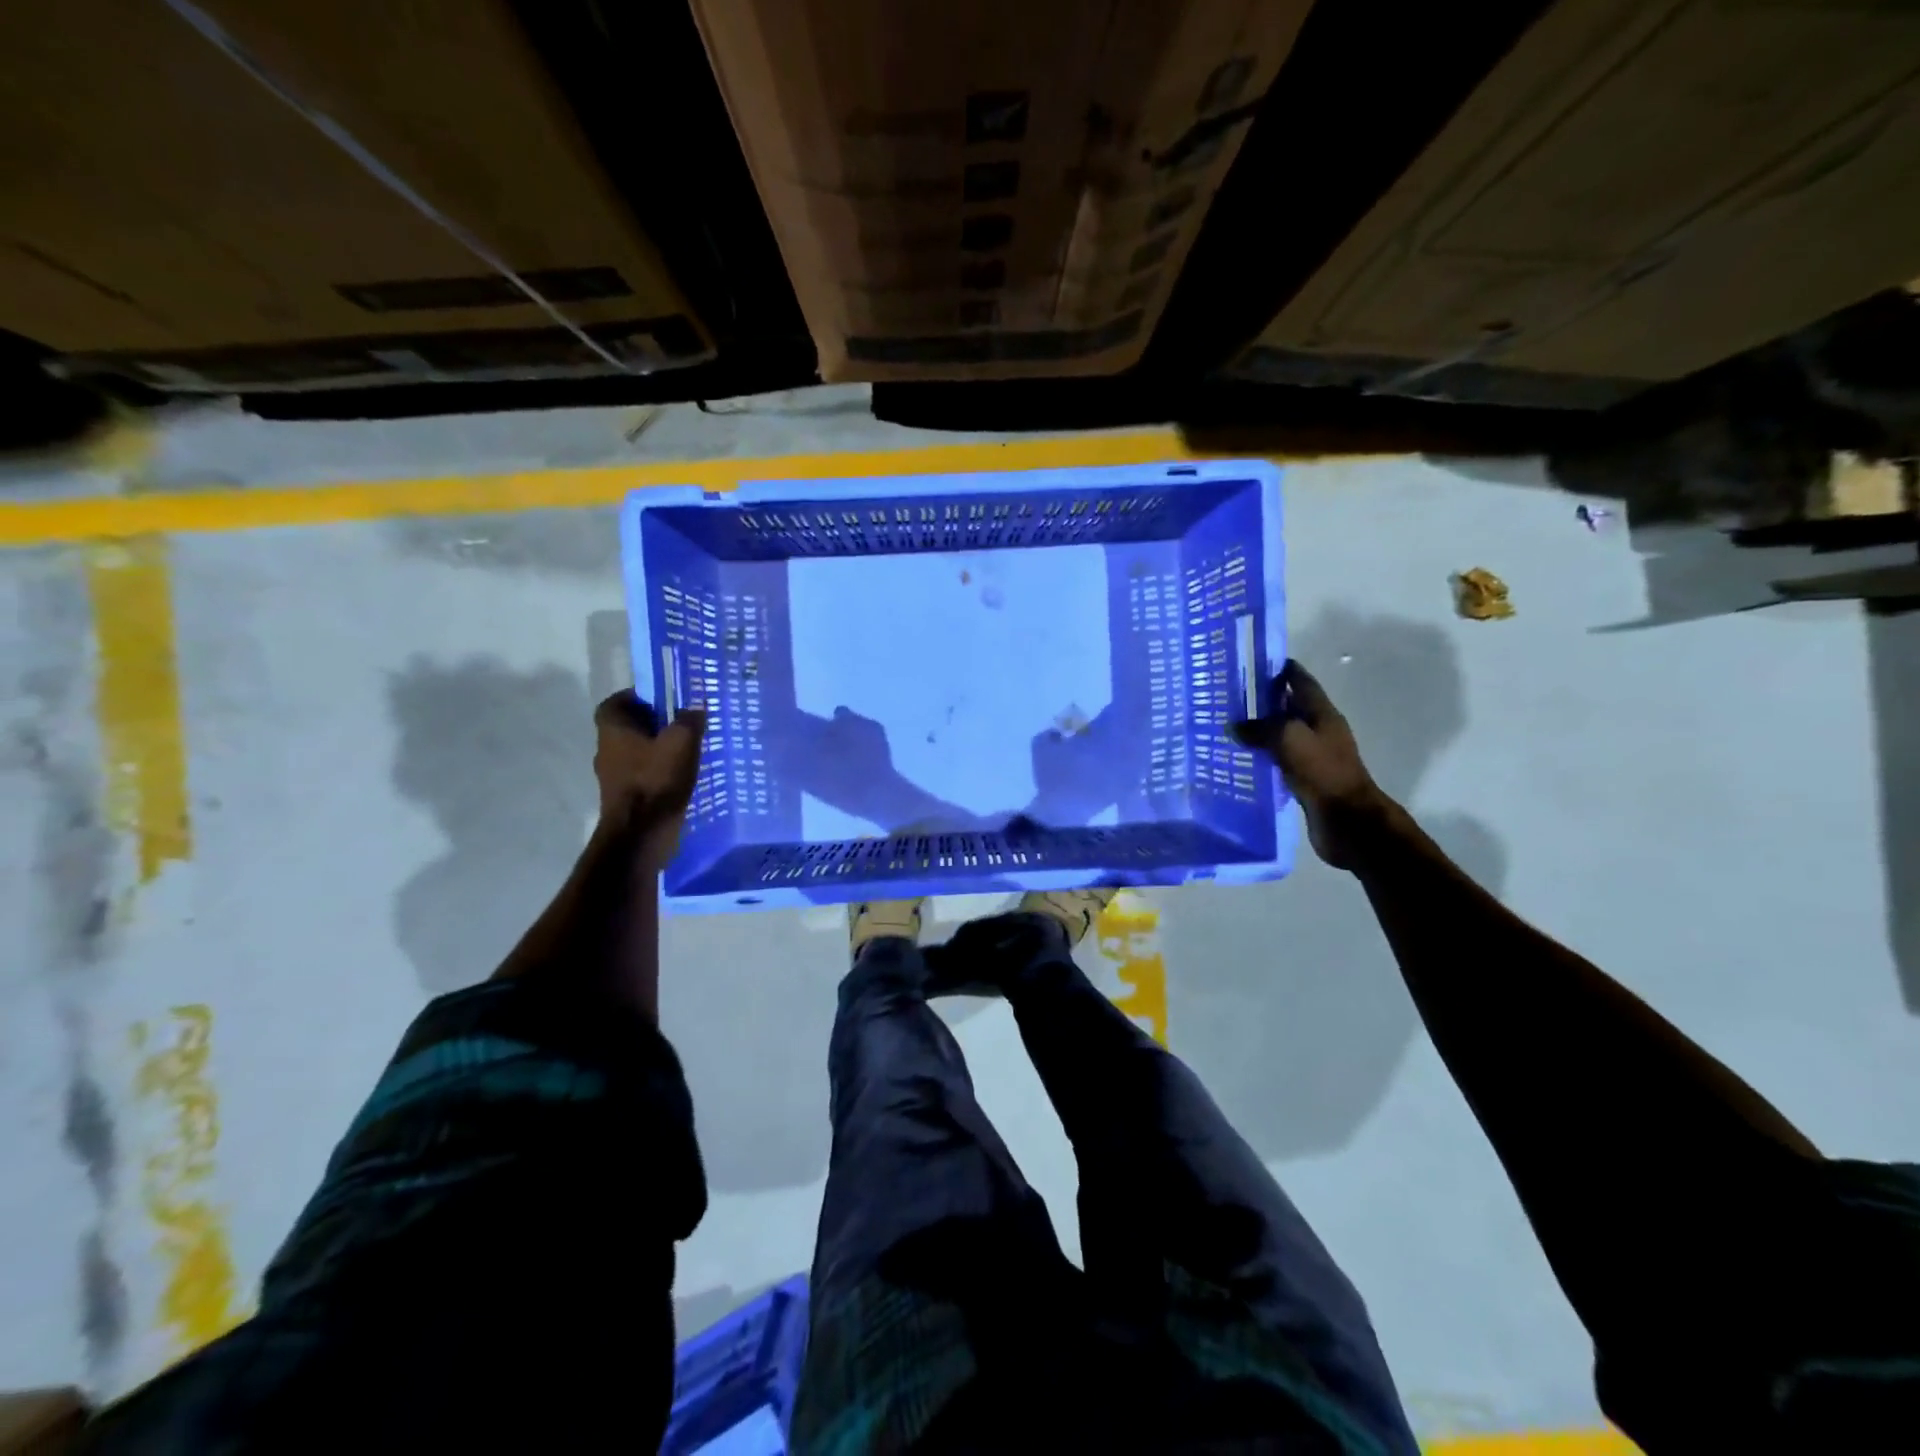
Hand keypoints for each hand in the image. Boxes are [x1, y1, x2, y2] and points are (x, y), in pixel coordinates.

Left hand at [593, 691, 706, 868]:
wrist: (640, 834)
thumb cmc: (656, 780)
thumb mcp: (681, 742)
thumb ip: (689, 720)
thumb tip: (694, 708)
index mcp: (612, 730)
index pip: (615, 703)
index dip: (636, 697)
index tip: (660, 699)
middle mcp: (606, 751)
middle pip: (627, 728)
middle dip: (651, 724)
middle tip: (680, 723)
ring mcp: (613, 777)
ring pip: (635, 753)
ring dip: (656, 750)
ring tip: (686, 751)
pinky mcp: (624, 799)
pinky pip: (641, 776)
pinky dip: (657, 773)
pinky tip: (680, 777)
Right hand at [1233, 660, 1391, 869]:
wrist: (1348, 820)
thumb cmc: (1323, 771)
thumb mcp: (1289, 739)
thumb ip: (1260, 728)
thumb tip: (1234, 726)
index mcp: (1322, 713)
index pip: (1300, 680)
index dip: (1279, 669)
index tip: (1250, 664)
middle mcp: (1319, 730)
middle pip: (1289, 707)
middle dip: (1263, 700)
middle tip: (1229, 697)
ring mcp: (1313, 756)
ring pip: (1282, 735)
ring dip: (1261, 729)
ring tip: (1229, 726)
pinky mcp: (1305, 779)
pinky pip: (1279, 759)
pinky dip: (1262, 755)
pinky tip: (1241, 758)